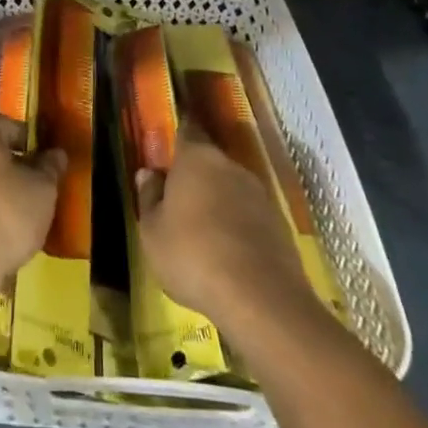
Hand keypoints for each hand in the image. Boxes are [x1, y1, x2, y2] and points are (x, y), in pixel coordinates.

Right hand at [134, 125, 312, 333]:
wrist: (260, 297)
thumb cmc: (192, 254)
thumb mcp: (152, 231)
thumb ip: (149, 197)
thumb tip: (148, 173)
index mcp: (196, 158)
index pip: (187, 130)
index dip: (179, 132)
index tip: (172, 138)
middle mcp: (230, 166)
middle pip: (210, 161)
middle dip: (196, 175)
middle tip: (180, 197)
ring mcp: (259, 194)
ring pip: (231, 188)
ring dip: (218, 201)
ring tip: (203, 231)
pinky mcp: (279, 224)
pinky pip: (249, 215)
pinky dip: (237, 225)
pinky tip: (228, 252)